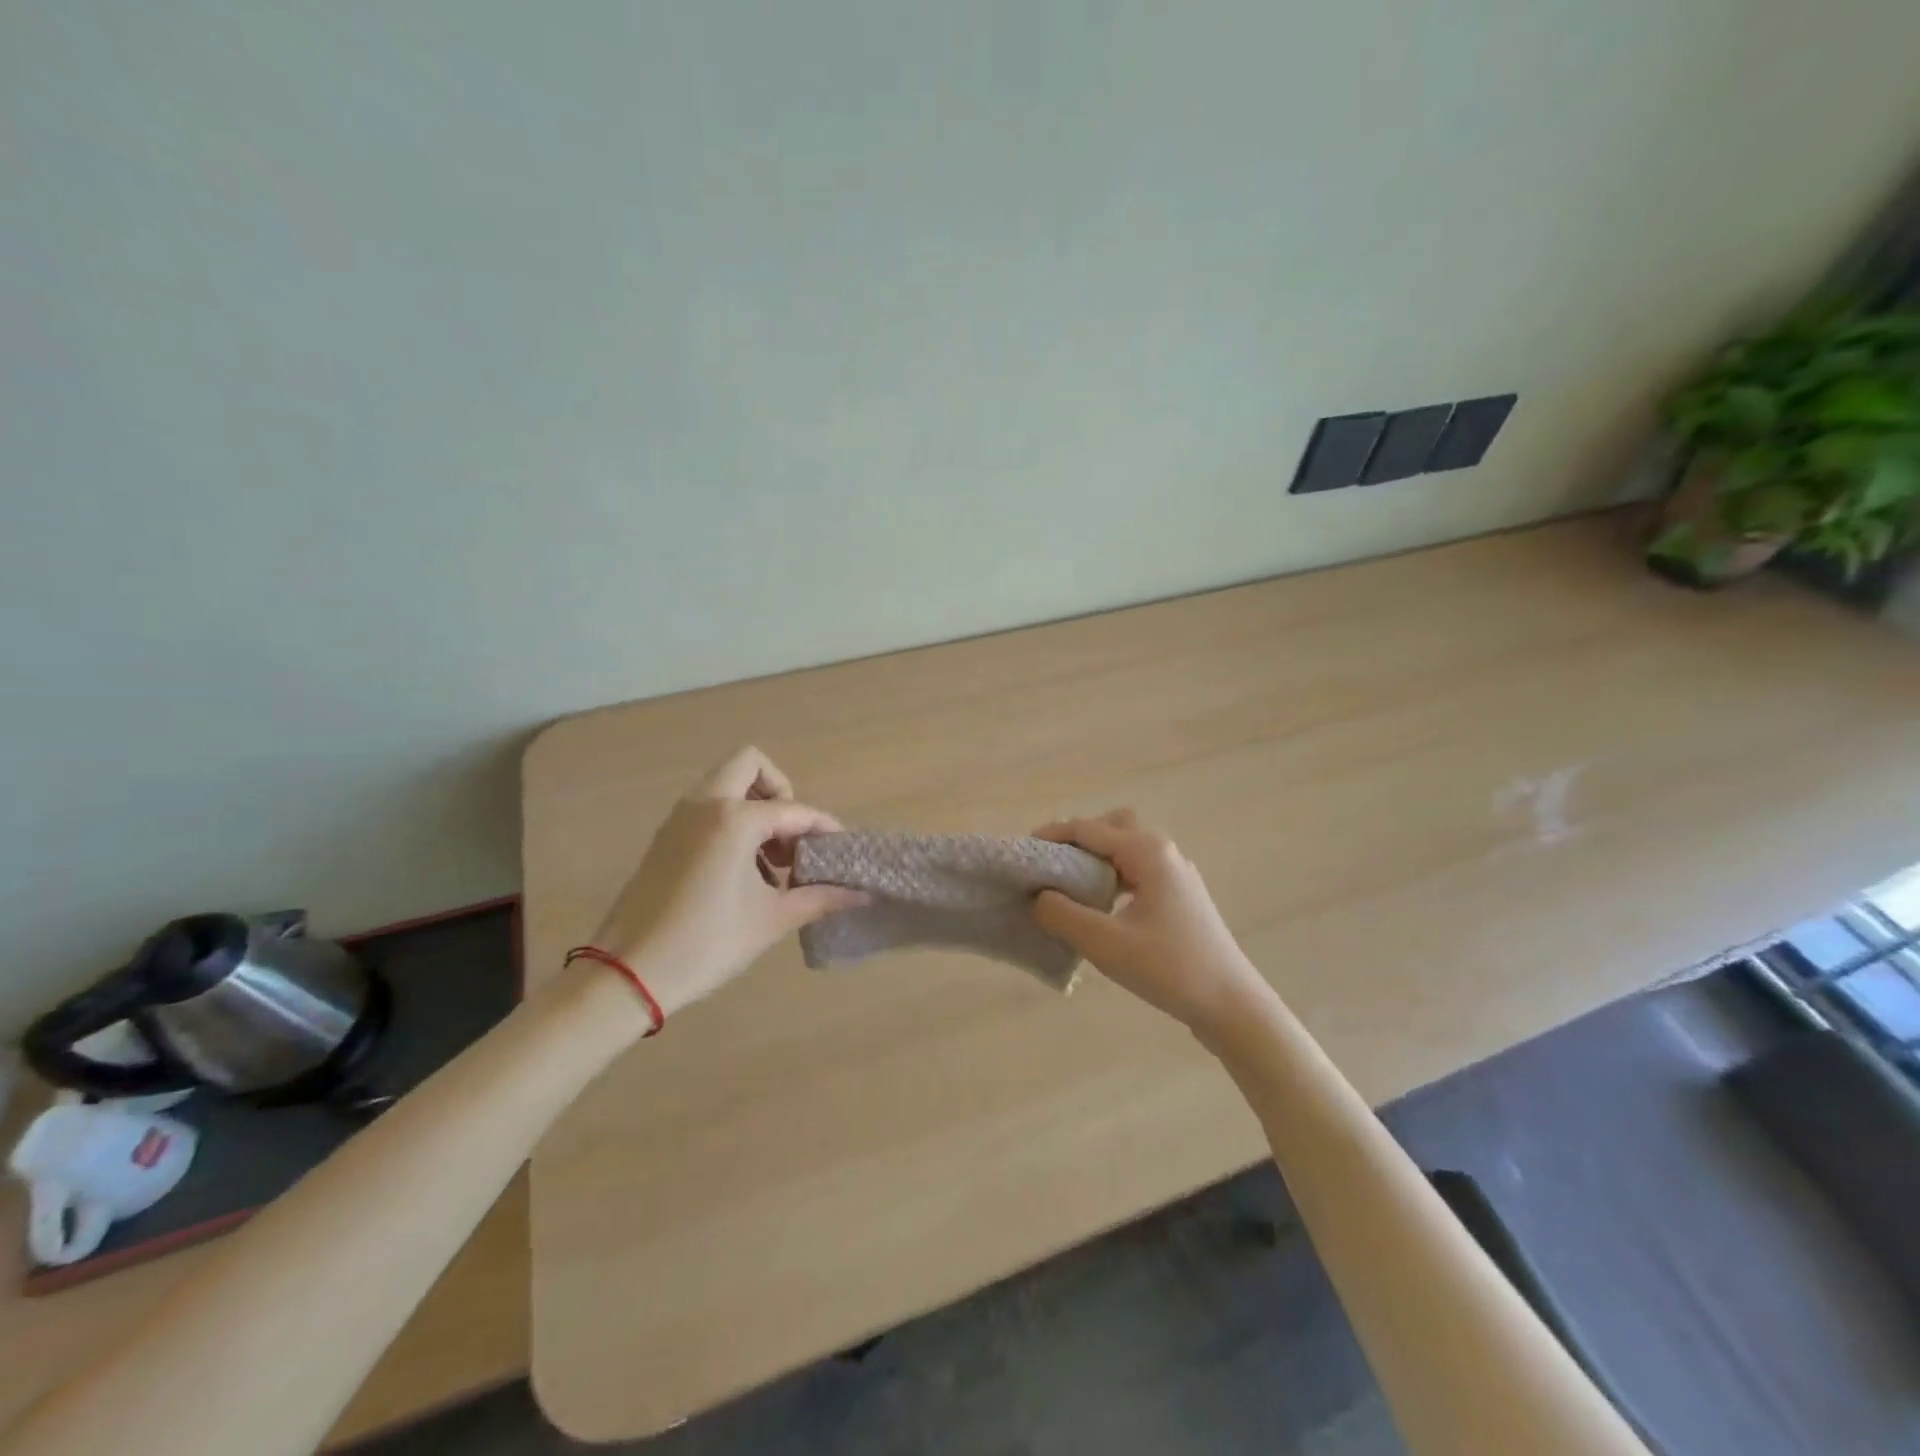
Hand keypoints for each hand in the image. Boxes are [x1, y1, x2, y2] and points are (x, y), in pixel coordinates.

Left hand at [585, 748, 866, 1016]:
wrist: (627, 974)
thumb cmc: (706, 943)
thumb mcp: (771, 920)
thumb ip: (821, 898)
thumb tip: (863, 895)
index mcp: (734, 819)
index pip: (794, 810)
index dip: (824, 828)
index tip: (841, 852)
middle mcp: (705, 805)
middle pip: (750, 765)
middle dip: (780, 791)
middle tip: (791, 836)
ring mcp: (679, 818)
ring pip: (725, 783)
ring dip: (755, 806)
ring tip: (770, 861)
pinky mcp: (664, 837)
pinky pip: (706, 808)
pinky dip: (731, 821)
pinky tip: (742, 872)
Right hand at [1031, 810, 1274, 1036]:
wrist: (1232, 1006)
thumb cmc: (1168, 969)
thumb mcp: (1105, 943)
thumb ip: (1063, 914)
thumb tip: (1038, 897)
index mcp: (1147, 852)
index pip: (1088, 829)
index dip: (1052, 836)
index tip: (1023, 852)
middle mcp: (1164, 853)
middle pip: (1113, 826)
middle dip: (1079, 839)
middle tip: (1052, 866)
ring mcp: (1177, 875)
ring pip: (1128, 849)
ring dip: (1097, 858)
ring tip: (1069, 887)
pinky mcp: (1181, 898)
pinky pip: (1138, 871)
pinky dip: (1114, 876)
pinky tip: (1101, 907)